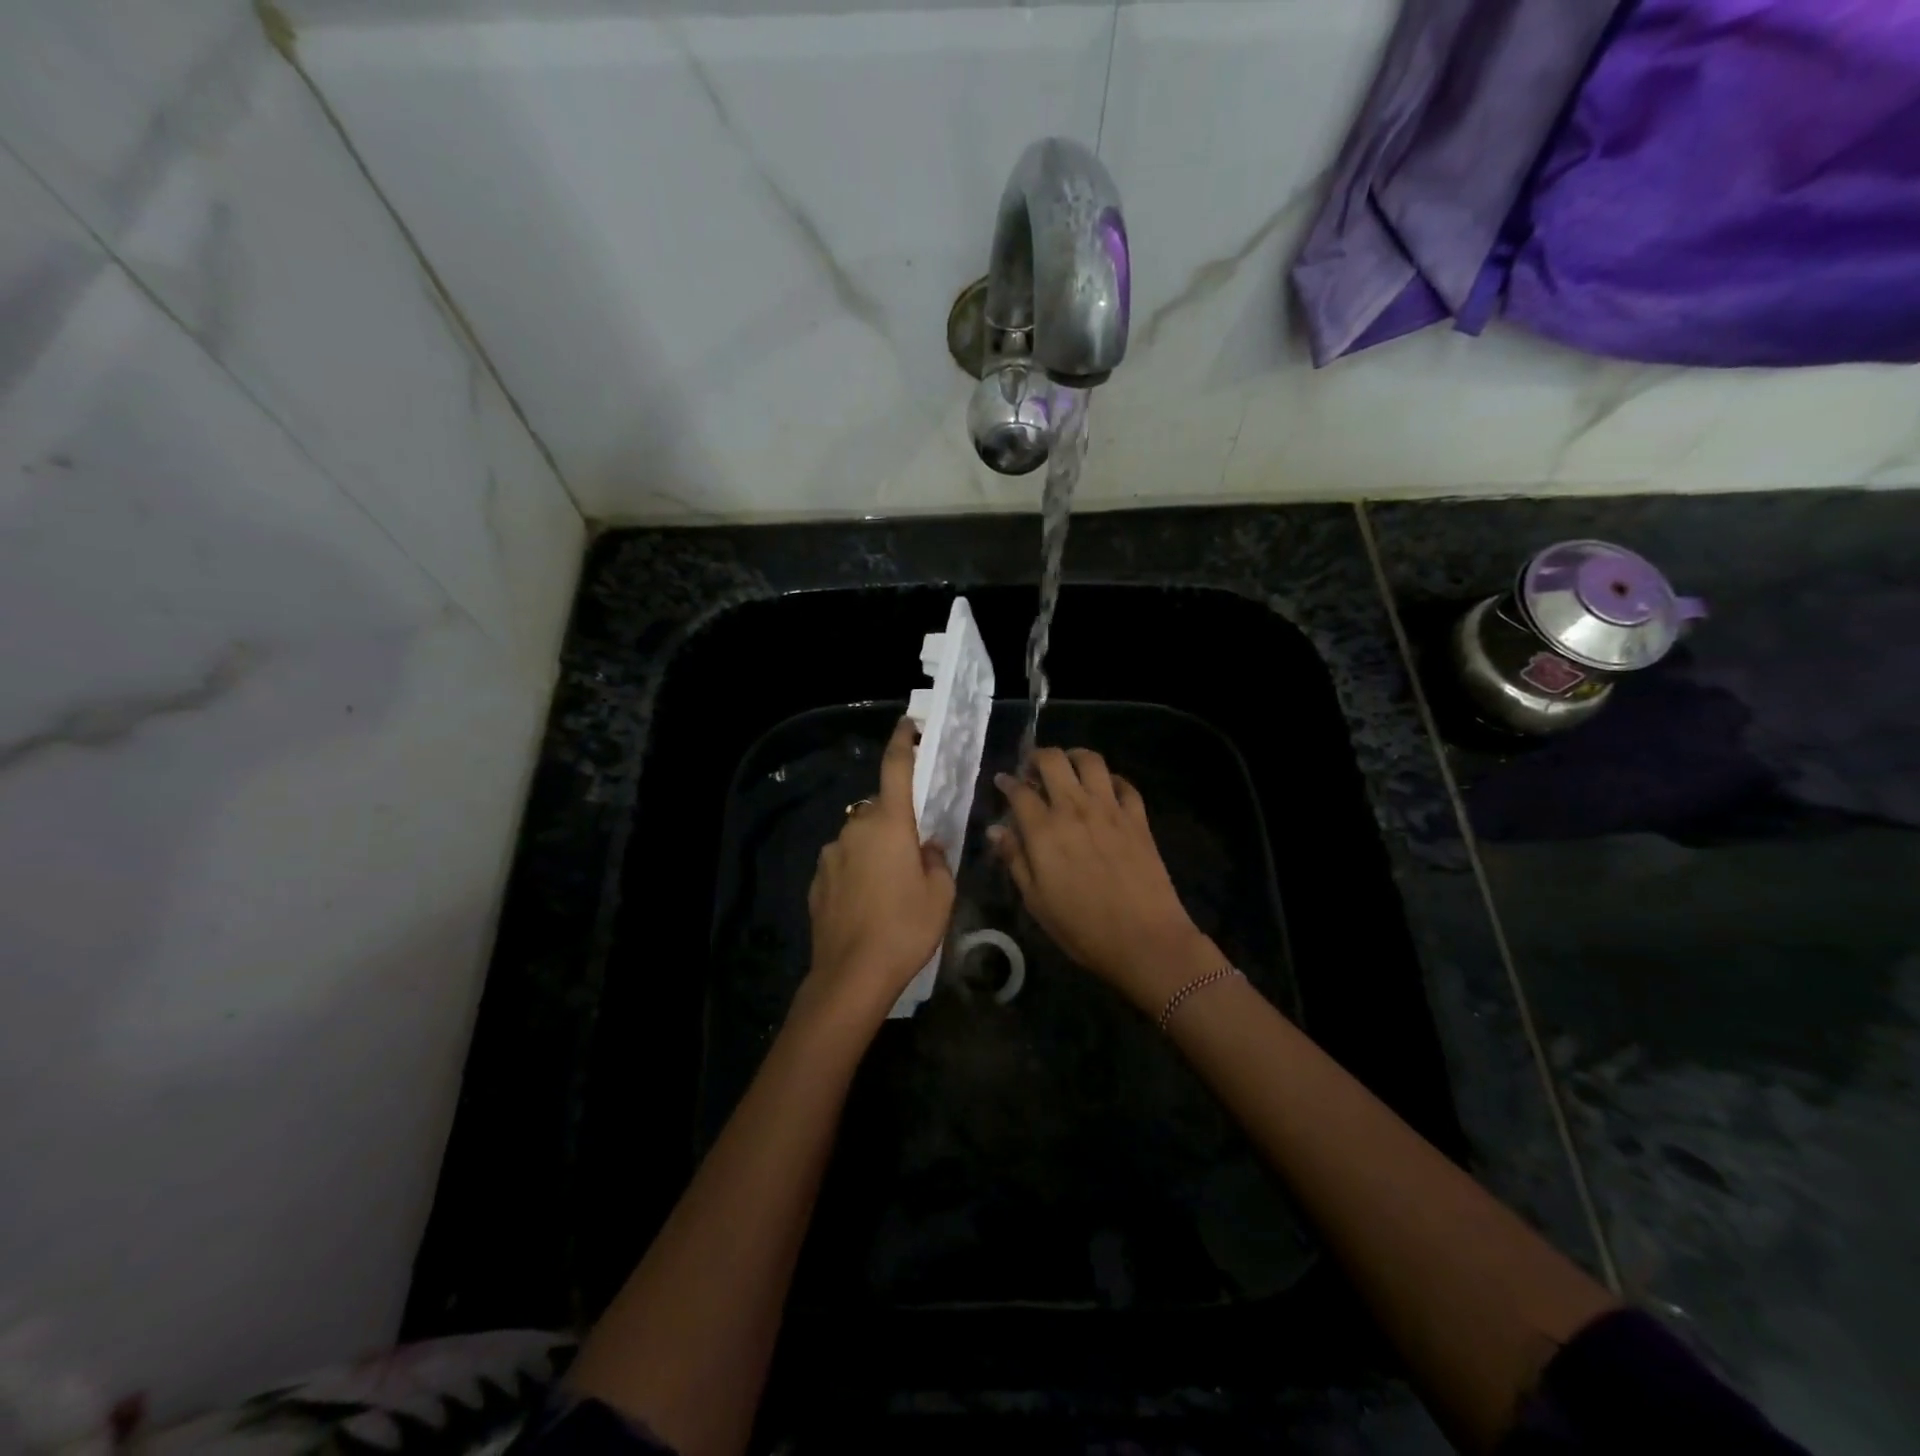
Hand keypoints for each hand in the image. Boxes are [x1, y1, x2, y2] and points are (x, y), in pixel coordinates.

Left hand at [802, 716, 955, 1029]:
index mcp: (889, 824)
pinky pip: (844, 862)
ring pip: (860, 838)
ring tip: (890, 888)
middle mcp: (855, 829)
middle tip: (915, 853)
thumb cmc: (905, 928)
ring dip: (876, 849)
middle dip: (897, 822)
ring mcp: (831, 854)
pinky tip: (867, 903)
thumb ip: (937, 859)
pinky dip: (857, 871)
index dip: (902, 743)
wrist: (851, 975)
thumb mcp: (941, 894)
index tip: (907, 725)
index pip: (895, 769)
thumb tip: (927, 847)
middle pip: (880, 810)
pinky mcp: (818, 880)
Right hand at [989, 747, 1214, 1013]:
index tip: (1003, 782)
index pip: (1019, 791)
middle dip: (1037, 757)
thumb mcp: (1036, 901)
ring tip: (1068, 769)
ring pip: (1091, 761)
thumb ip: (1015, 859)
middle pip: (1053, 761)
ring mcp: (1110, 809)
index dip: (1007, 782)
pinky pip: (1124, 784)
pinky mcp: (1138, 818)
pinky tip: (1105, 791)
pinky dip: (1111, 780)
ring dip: (1074, 757)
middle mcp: (1075, 809)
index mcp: (1044, 830)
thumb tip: (996, 830)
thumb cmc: (1082, 928)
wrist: (1145, 940)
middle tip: (1033, 771)